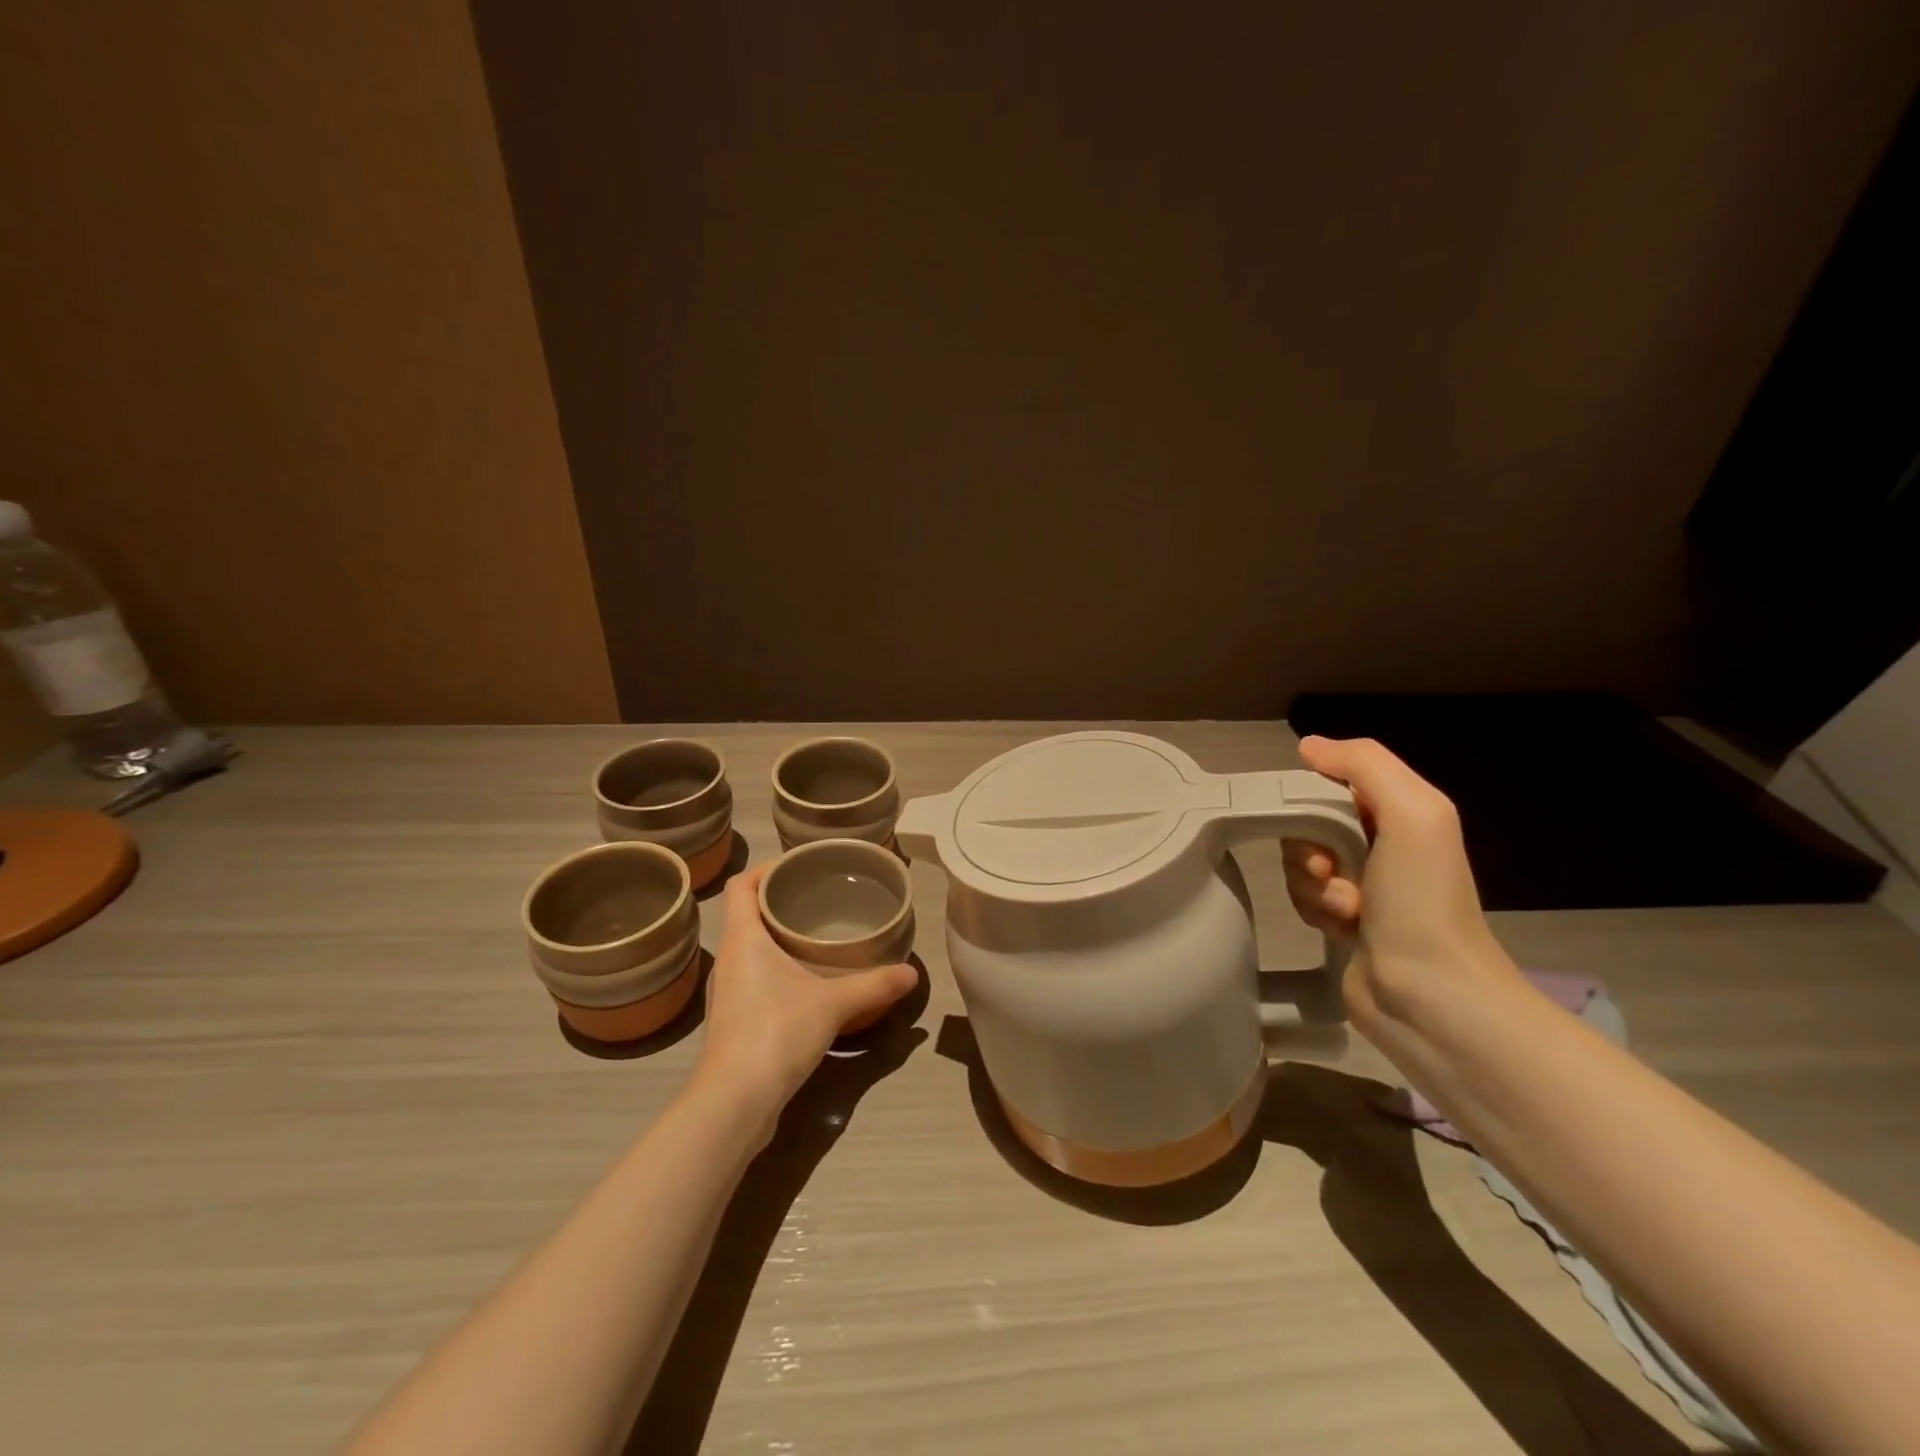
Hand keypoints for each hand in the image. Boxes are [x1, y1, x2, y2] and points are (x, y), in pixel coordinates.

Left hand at [692, 864, 916, 1121]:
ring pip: (749, 949)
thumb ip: (874, 984)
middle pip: (745, 914)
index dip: (765, 869)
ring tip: (815, 938)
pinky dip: (775, 970)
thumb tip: (912, 973)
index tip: (798, 867)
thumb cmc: (776, 1033)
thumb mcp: (834, 1004)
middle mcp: (729, 960)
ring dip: (776, 938)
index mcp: (743, 939)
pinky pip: (752, 979)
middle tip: (818, 899)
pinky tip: (805, 984)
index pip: (741, 885)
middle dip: (779, 903)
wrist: (733, 1104)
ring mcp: (727, 993)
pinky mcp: (732, 1022)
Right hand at [1282, 735, 1520, 1030]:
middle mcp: (1383, 843)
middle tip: (1329, 868)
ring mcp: (1362, 884)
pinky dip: (1314, 910)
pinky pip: (1303, 897)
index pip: (1336, 780)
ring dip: (1313, 884)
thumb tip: (1308, 745)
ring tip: (1347, 909)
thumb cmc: (1423, 900)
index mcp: (1403, 812)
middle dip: (1309, 845)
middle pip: (1310, 822)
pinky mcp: (1343, 921)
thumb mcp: (1413, 815)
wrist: (1431, 996)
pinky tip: (1341, 928)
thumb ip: (1364, 765)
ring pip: (1300, 861)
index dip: (1314, 796)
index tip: (1313, 818)